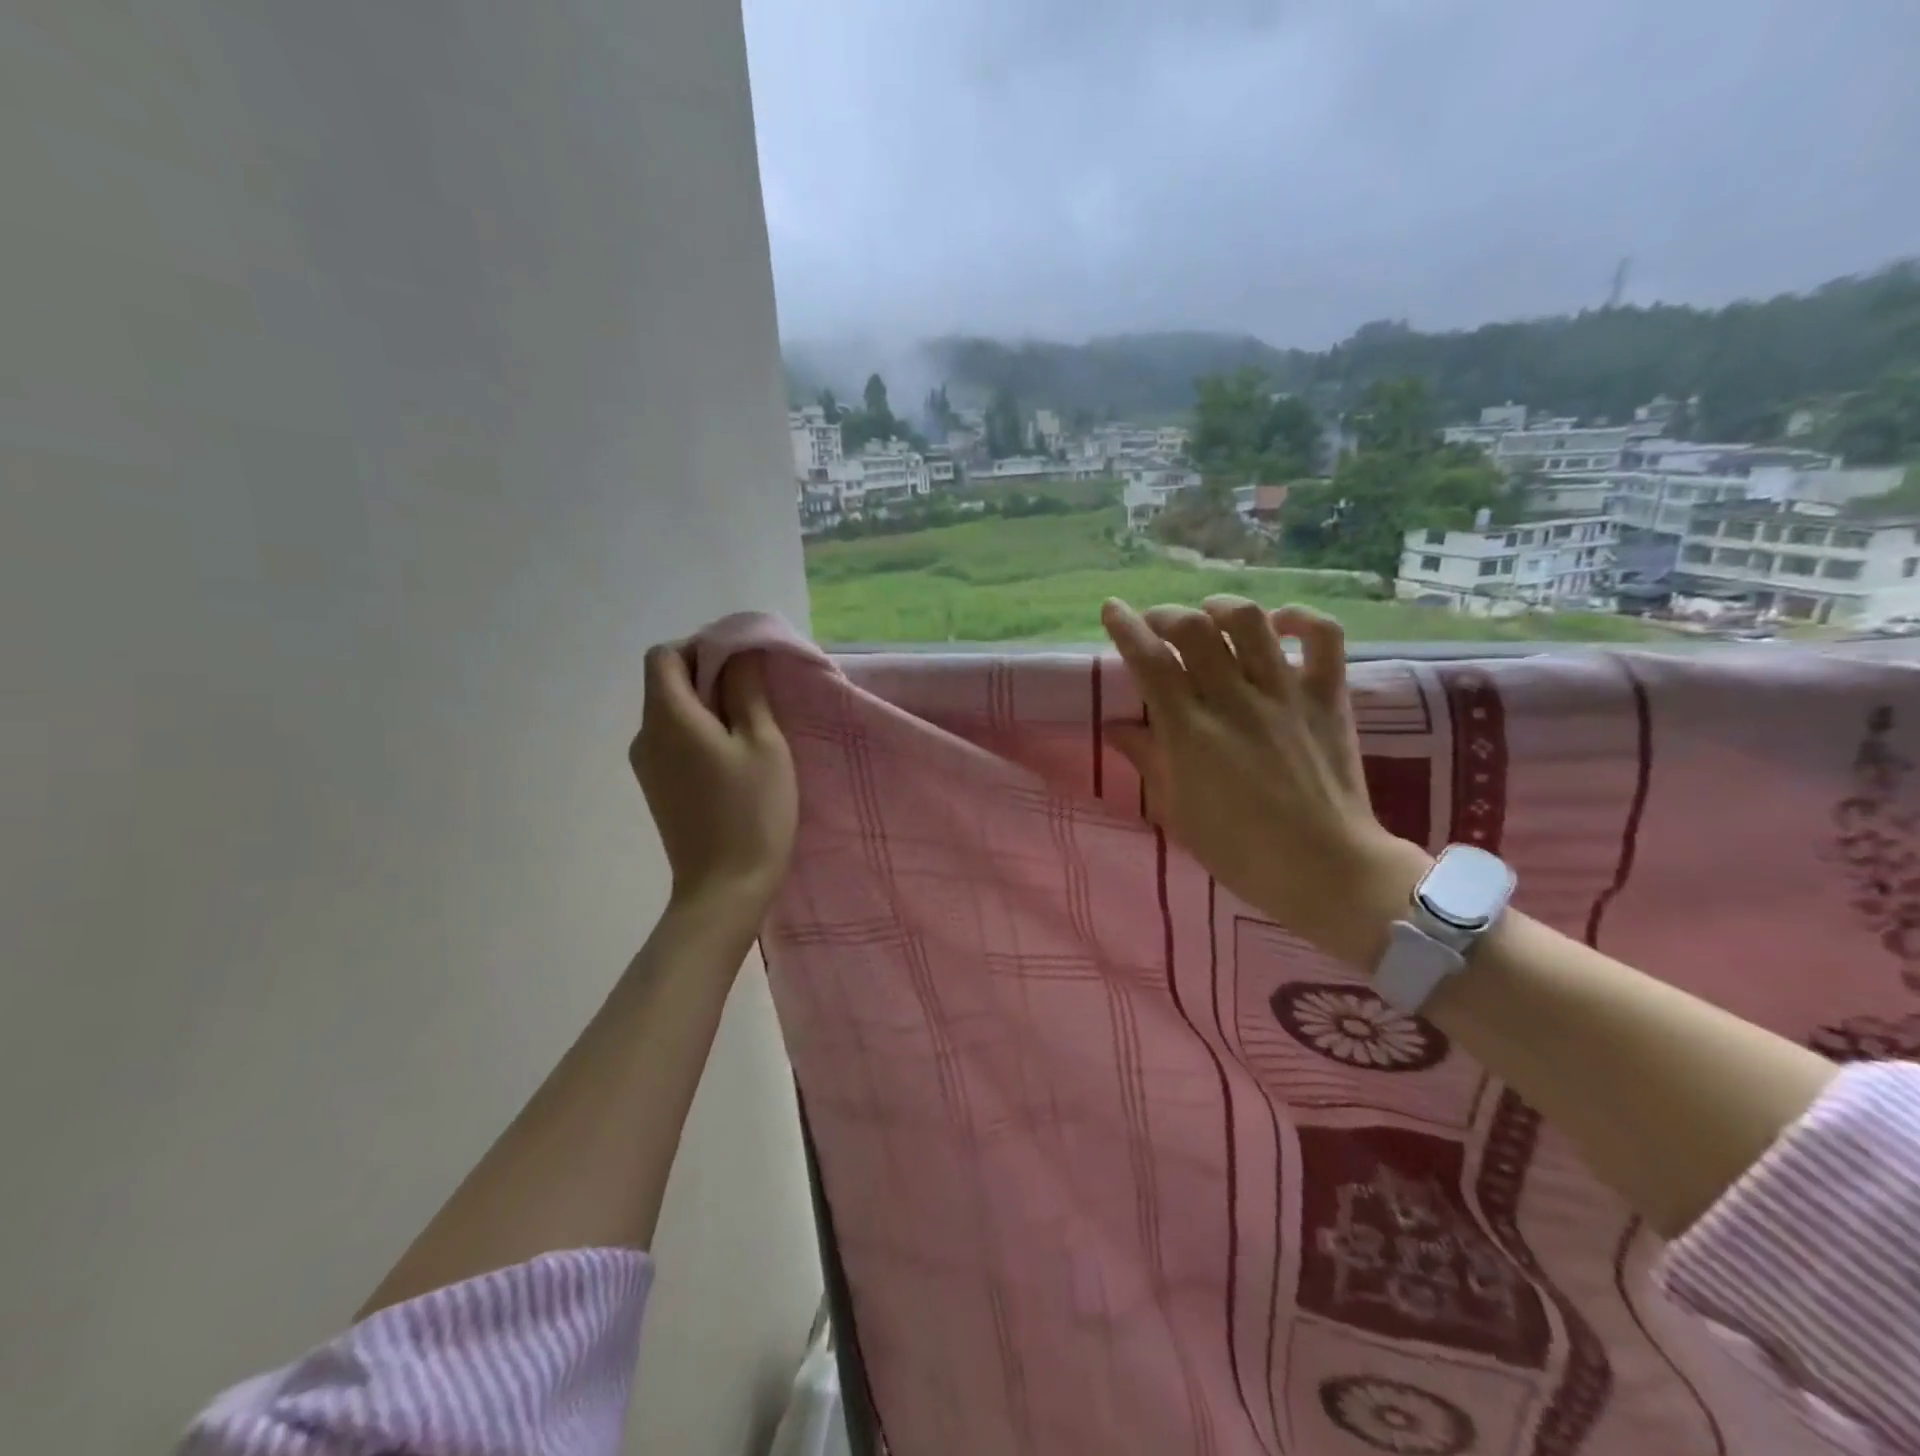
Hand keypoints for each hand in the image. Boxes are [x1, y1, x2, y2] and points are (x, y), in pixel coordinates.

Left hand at [630, 644, 797, 916]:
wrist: (724, 889)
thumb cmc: (752, 811)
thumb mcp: (763, 743)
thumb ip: (747, 691)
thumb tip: (738, 653)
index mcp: (668, 717)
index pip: (664, 655)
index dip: (701, 648)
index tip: (741, 667)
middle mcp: (646, 735)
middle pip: (666, 683)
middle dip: (709, 677)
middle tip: (757, 699)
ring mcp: (647, 765)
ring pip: (672, 713)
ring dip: (707, 708)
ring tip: (751, 732)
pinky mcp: (657, 788)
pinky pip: (674, 741)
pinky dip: (700, 735)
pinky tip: (734, 761)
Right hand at [1101, 596, 1431, 967]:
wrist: (1326, 870)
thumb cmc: (1240, 851)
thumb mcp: (1177, 811)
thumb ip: (1147, 760)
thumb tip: (1115, 727)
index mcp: (1191, 732)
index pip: (1150, 662)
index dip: (1126, 629)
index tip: (1111, 609)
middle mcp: (1235, 701)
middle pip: (1194, 630)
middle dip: (1166, 615)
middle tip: (1157, 625)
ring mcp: (1286, 695)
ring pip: (1251, 622)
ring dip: (1221, 608)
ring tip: (1209, 617)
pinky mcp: (1328, 698)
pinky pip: (1323, 638)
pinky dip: (1300, 619)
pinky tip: (1279, 624)